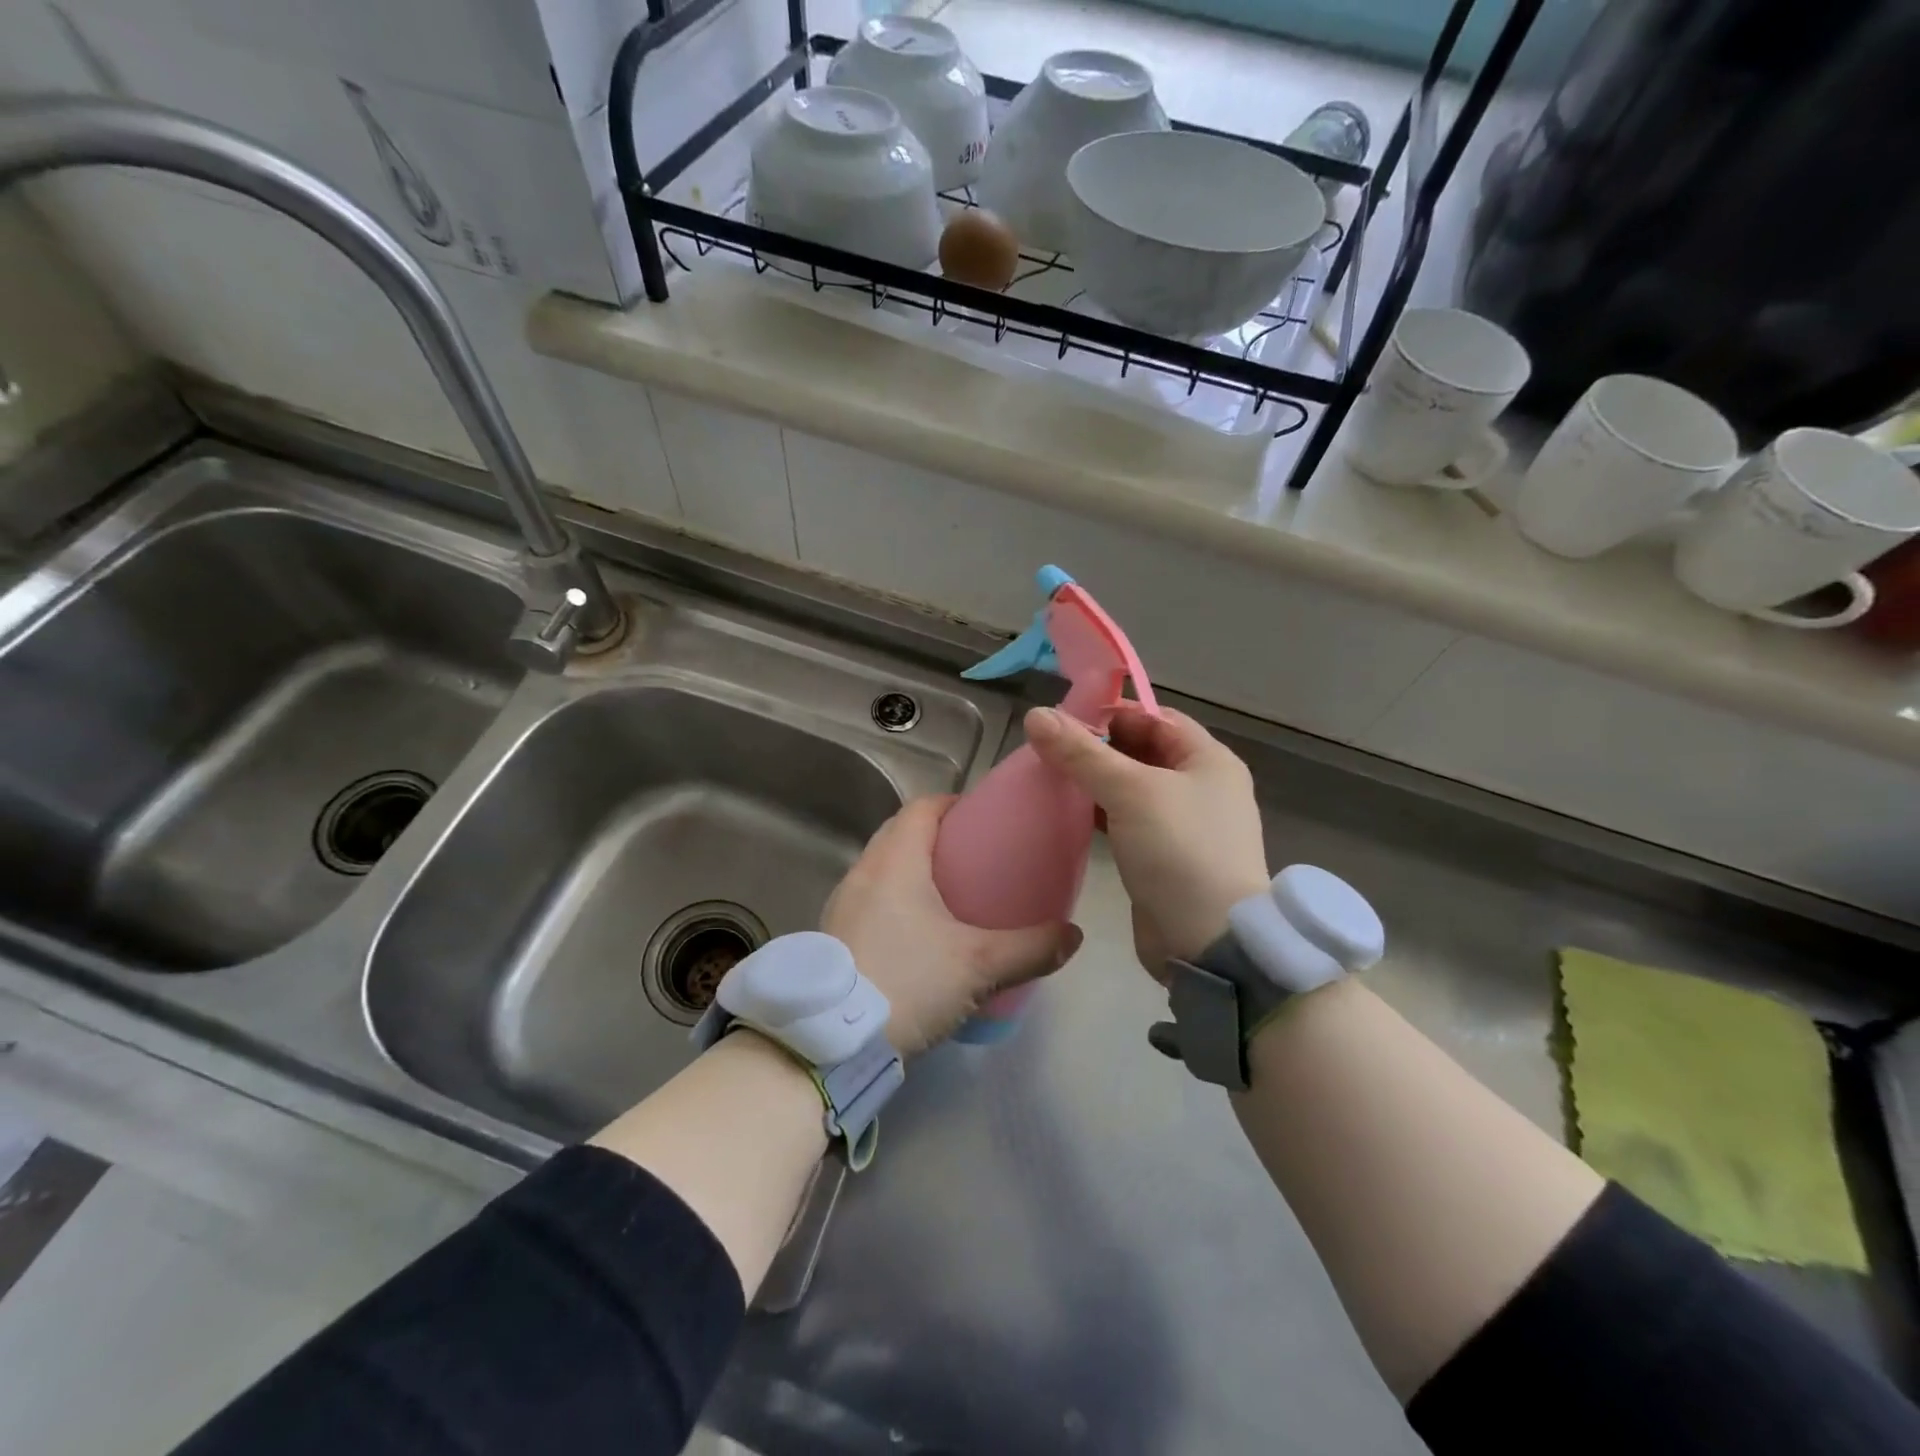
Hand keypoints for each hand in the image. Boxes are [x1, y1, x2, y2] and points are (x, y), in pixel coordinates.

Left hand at [820, 796, 1081, 1055]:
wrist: (831, 1043)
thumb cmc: (907, 983)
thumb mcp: (979, 966)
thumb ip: (1031, 948)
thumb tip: (1073, 936)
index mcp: (895, 862)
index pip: (921, 808)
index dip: (951, 805)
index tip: (980, 819)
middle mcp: (863, 873)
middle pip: (899, 833)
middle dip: (934, 836)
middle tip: (973, 858)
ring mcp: (841, 905)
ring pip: (881, 868)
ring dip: (911, 869)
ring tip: (948, 896)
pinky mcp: (833, 936)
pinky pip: (869, 899)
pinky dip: (893, 900)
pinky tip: (916, 935)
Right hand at [1025, 704, 1267, 977]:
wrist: (1209, 941)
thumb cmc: (1180, 850)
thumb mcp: (1130, 791)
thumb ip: (1082, 753)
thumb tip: (1036, 714)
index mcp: (1208, 760)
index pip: (1156, 718)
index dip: (1112, 713)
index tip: (1064, 718)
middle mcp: (1201, 787)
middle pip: (1142, 752)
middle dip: (1097, 748)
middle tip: (1048, 748)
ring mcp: (1183, 825)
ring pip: (1131, 788)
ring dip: (1095, 781)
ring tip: (1049, 777)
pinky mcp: (1164, 857)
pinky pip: (1127, 821)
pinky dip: (1100, 813)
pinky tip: (1067, 814)